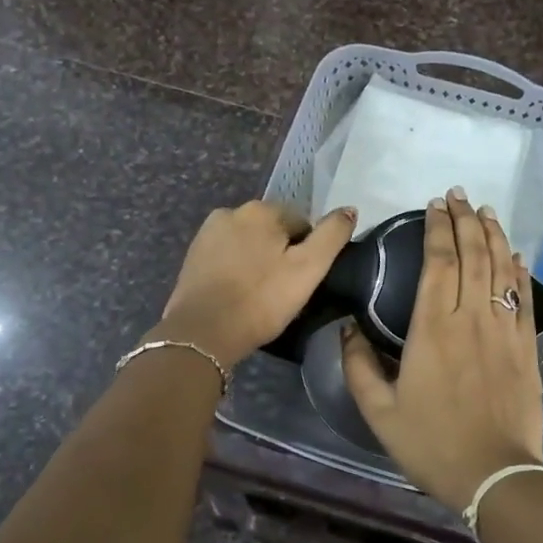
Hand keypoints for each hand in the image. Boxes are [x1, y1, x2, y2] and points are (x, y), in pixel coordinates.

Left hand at [154, 201, 357, 368]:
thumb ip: (332, 236)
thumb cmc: (261, 300)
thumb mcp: (308, 269)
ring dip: (259, 261)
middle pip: (274, 231)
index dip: (308, 252)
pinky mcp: (193, 256)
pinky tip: (239, 294)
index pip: (302, 223)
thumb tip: (349, 210)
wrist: (202, 333)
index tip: (303, 281)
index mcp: (262, 209)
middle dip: (282, 254)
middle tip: (284, 290)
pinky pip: (228, 257)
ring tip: (261, 295)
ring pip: (249, 244)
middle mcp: (232, 211)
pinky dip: (237, 270)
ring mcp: (208, 233)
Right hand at [340, 189, 542, 509]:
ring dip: (493, 235)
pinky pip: (523, 297)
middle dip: (465, 219)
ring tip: (486, 211)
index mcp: (432, 328)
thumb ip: (359, 366)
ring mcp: (503, 329)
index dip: (437, 229)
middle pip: (471, 254)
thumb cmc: (432, 444)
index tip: (434, 206)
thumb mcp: (379, 412)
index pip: (438, 262)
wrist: (495, 475)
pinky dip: (518, 271)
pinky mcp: (526, 346)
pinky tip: (514, 254)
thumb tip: (347, 329)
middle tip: (458, 195)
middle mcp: (470, 318)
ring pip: (499, 269)